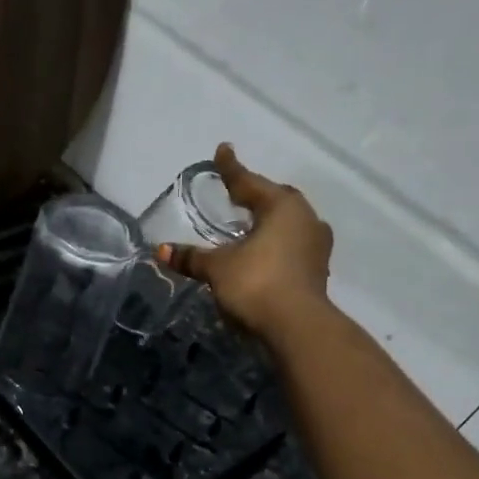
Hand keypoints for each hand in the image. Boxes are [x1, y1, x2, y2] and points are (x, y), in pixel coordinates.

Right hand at [159, 144, 333, 340]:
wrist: (298, 328)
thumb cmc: (257, 283)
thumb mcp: (218, 268)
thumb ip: (192, 257)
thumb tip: (161, 250)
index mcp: (282, 206)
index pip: (248, 182)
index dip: (230, 168)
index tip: (223, 150)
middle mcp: (305, 218)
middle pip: (275, 199)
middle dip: (255, 195)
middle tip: (236, 192)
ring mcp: (316, 245)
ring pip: (288, 223)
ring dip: (268, 221)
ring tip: (249, 224)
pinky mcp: (318, 270)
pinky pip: (293, 245)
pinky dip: (275, 244)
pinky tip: (262, 252)